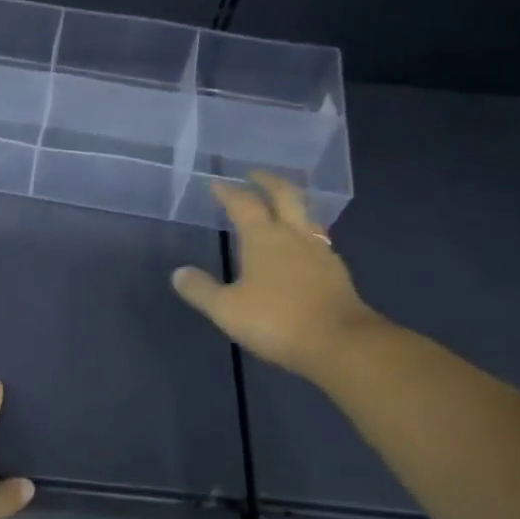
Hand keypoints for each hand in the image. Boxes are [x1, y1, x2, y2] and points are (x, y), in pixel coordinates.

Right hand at [171, 172, 382, 379]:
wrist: (340, 343)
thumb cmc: (276, 320)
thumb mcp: (226, 309)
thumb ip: (201, 290)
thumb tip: (179, 273)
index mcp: (264, 238)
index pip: (244, 204)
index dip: (229, 192)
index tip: (217, 184)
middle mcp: (294, 236)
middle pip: (284, 196)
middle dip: (268, 181)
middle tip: (255, 175)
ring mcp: (320, 252)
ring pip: (306, 215)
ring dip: (290, 204)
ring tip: (280, 205)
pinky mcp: (336, 271)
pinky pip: (317, 239)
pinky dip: (304, 232)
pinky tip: (300, 247)